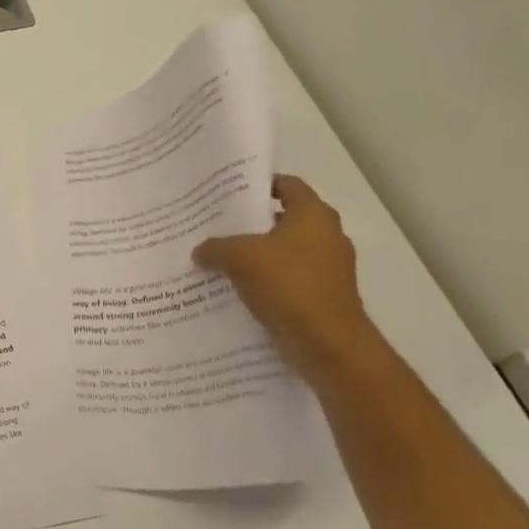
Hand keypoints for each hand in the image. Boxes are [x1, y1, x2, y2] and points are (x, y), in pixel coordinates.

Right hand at [193, 175, 380, 377]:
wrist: (327, 344)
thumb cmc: (288, 285)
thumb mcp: (238, 257)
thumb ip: (215, 247)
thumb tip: (201, 251)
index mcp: (313, 216)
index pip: (287, 185)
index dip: (259, 184)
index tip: (229, 191)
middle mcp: (326, 237)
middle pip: (283, 219)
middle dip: (251, 222)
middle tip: (215, 224)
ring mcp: (327, 269)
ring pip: (283, 252)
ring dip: (255, 255)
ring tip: (218, 258)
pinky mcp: (321, 296)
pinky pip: (286, 280)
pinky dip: (264, 281)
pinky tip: (234, 288)